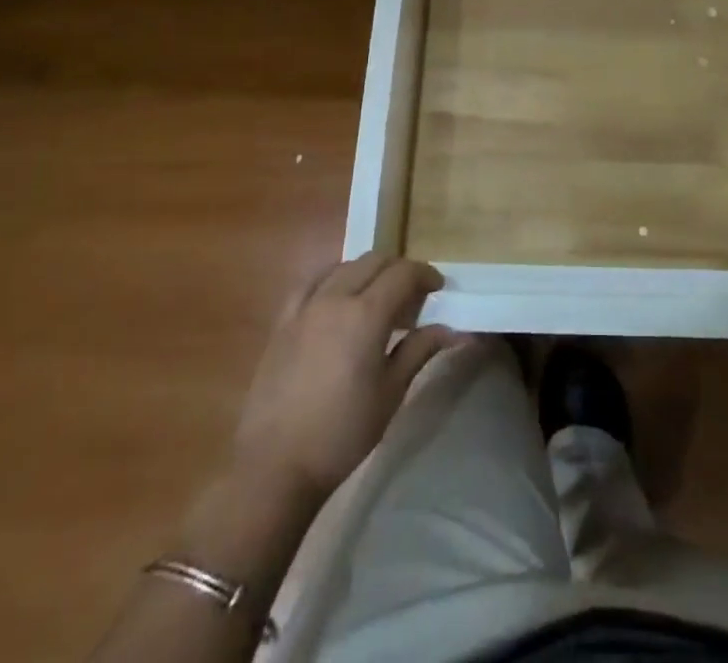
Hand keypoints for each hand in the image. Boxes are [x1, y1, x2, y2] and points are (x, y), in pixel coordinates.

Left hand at [234, 254, 465, 500]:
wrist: (275, 466)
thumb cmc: (342, 433)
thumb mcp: (391, 393)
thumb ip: (420, 350)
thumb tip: (452, 330)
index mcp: (366, 314)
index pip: (403, 273)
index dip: (425, 275)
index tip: (437, 289)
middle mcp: (335, 298)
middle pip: (373, 261)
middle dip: (399, 269)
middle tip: (412, 295)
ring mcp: (305, 307)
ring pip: (343, 267)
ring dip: (367, 271)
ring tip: (377, 296)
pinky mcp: (282, 322)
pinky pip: (311, 282)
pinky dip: (332, 279)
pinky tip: (336, 298)